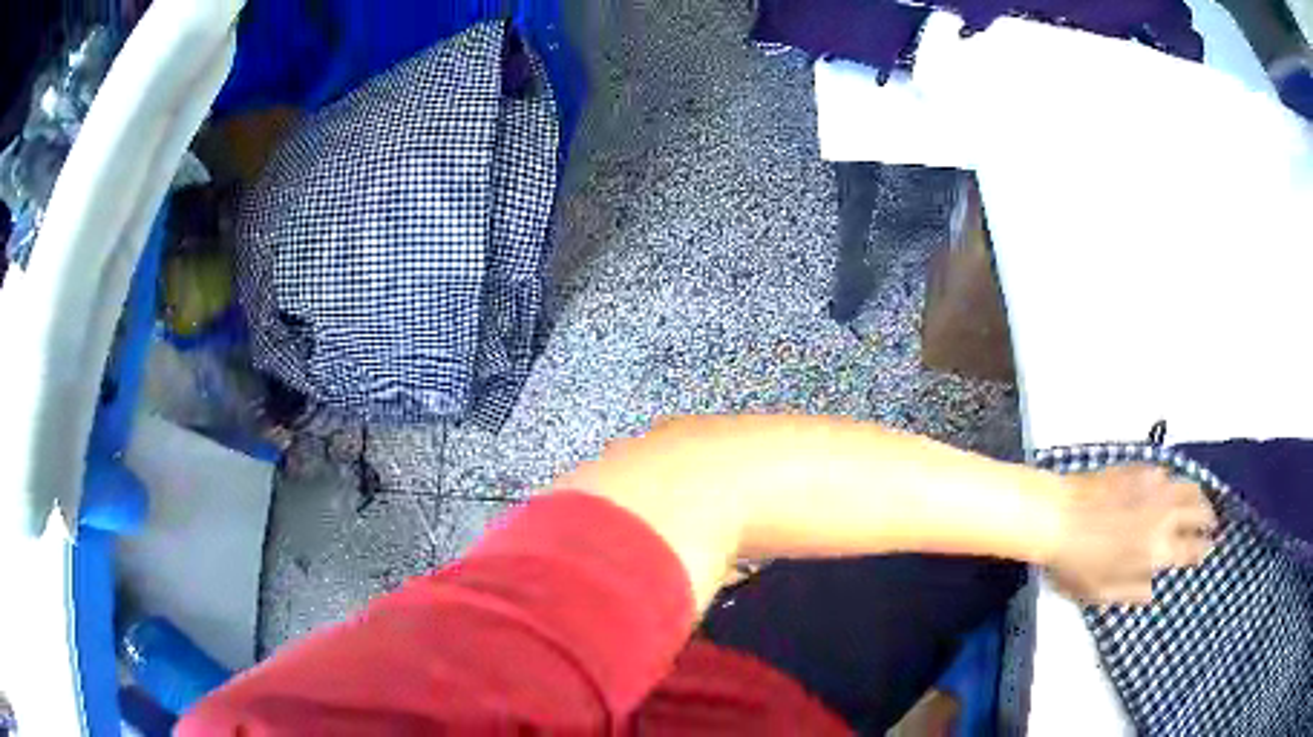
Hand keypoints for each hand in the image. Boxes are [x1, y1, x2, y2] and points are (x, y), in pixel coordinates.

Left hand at [1046, 465, 1216, 604]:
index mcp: (1157, 549)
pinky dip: (1177, 480)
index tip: (1210, 549)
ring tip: (1201, 502)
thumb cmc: (1076, 563)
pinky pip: (1168, 472)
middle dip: (1208, 518)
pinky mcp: (1140, 468)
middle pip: (1198, 511)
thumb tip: (1154, 591)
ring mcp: (1154, 486)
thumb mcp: (1102, 593)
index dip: (1203, 549)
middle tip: (1212, 523)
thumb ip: (1133, 591)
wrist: (1056, 515)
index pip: (1191, 548)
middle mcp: (1164, 514)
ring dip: (1199, 495)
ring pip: (1188, 486)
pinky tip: (1174, 485)